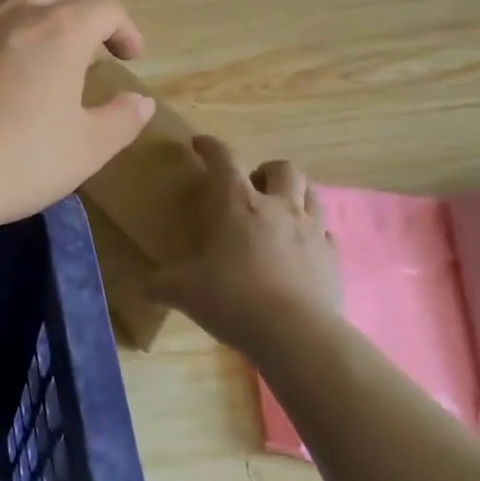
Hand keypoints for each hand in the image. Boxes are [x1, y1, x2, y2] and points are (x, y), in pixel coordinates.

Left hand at [0, 0, 155, 234]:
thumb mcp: (85, 150)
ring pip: (6, 2)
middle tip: (85, 42)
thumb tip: (139, 101)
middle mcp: (12, 15)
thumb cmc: (18, 159)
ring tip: (36, 59)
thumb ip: (121, 120)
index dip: (125, 28)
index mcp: (59, 31)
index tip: (130, 57)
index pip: (104, 8)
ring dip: (31, 18)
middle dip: (76, 4)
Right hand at [150, 136, 343, 356]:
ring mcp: (311, 231)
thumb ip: (162, 283)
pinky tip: (297, 251)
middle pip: (283, 168)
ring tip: (277, 213)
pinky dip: (311, 234)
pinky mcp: (332, 258)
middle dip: (265, 170)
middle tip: (250, 189)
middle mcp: (278, 207)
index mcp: (238, 203)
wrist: (296, 335)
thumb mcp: (183, 291)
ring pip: (311, 192)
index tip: (199, 144)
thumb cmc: (233, 299)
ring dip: (293, 194)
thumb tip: (147, 286)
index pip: (223, 158)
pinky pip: (324, 233)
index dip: (210, 146)